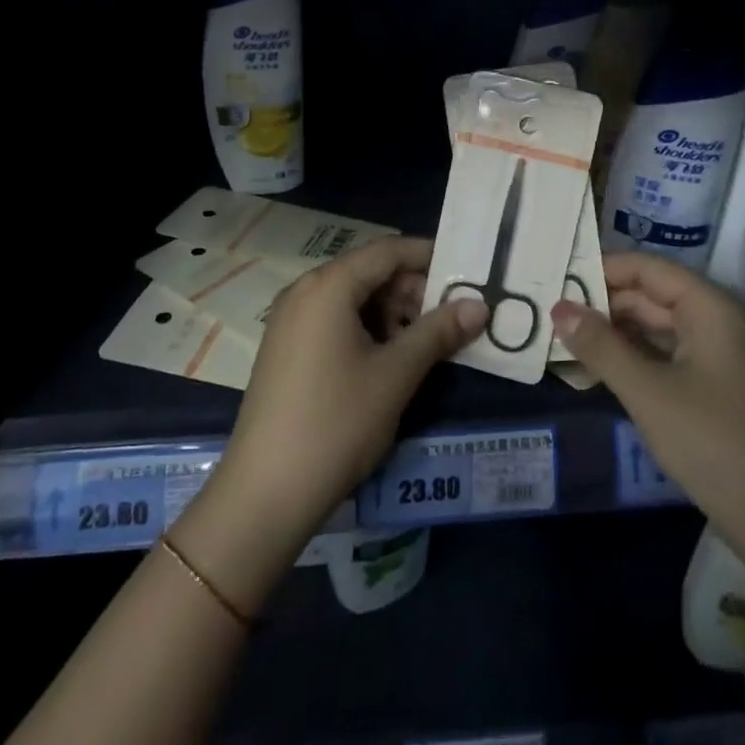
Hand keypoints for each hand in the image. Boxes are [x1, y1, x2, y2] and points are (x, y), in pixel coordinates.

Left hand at [174, 237, 485, 613]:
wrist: (265, 493)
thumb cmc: (336, 423)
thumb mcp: (396, 374)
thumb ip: (439, 332)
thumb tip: (479, 305)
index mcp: (328, 285)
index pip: (387, 250)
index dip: (428, 255)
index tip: (466, 271)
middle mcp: (305, 291)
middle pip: (369, 272)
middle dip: (413, 289)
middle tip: (455, 315)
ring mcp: (290, 321)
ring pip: (353, 299)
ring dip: (393, 312)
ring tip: (430, 341)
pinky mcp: (286, 349)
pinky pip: (335, 321)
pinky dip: (368, 329)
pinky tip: (392, 359)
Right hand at [551, 253, 744, 646]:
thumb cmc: (716, 446)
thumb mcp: (649, 394)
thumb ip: (601, 347)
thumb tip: (558, 308)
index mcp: (711, 308)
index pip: (648, 268)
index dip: (603, 268)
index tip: (558, 278)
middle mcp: (721, 322)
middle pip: (654, 296)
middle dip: (604, 304)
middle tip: (552, 315)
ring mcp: (725, 358)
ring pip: (661, 330)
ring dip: (617, 335)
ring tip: (567, 342)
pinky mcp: (723, 390)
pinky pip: (672, 358)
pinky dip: (638, 361)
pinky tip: (603, 373)